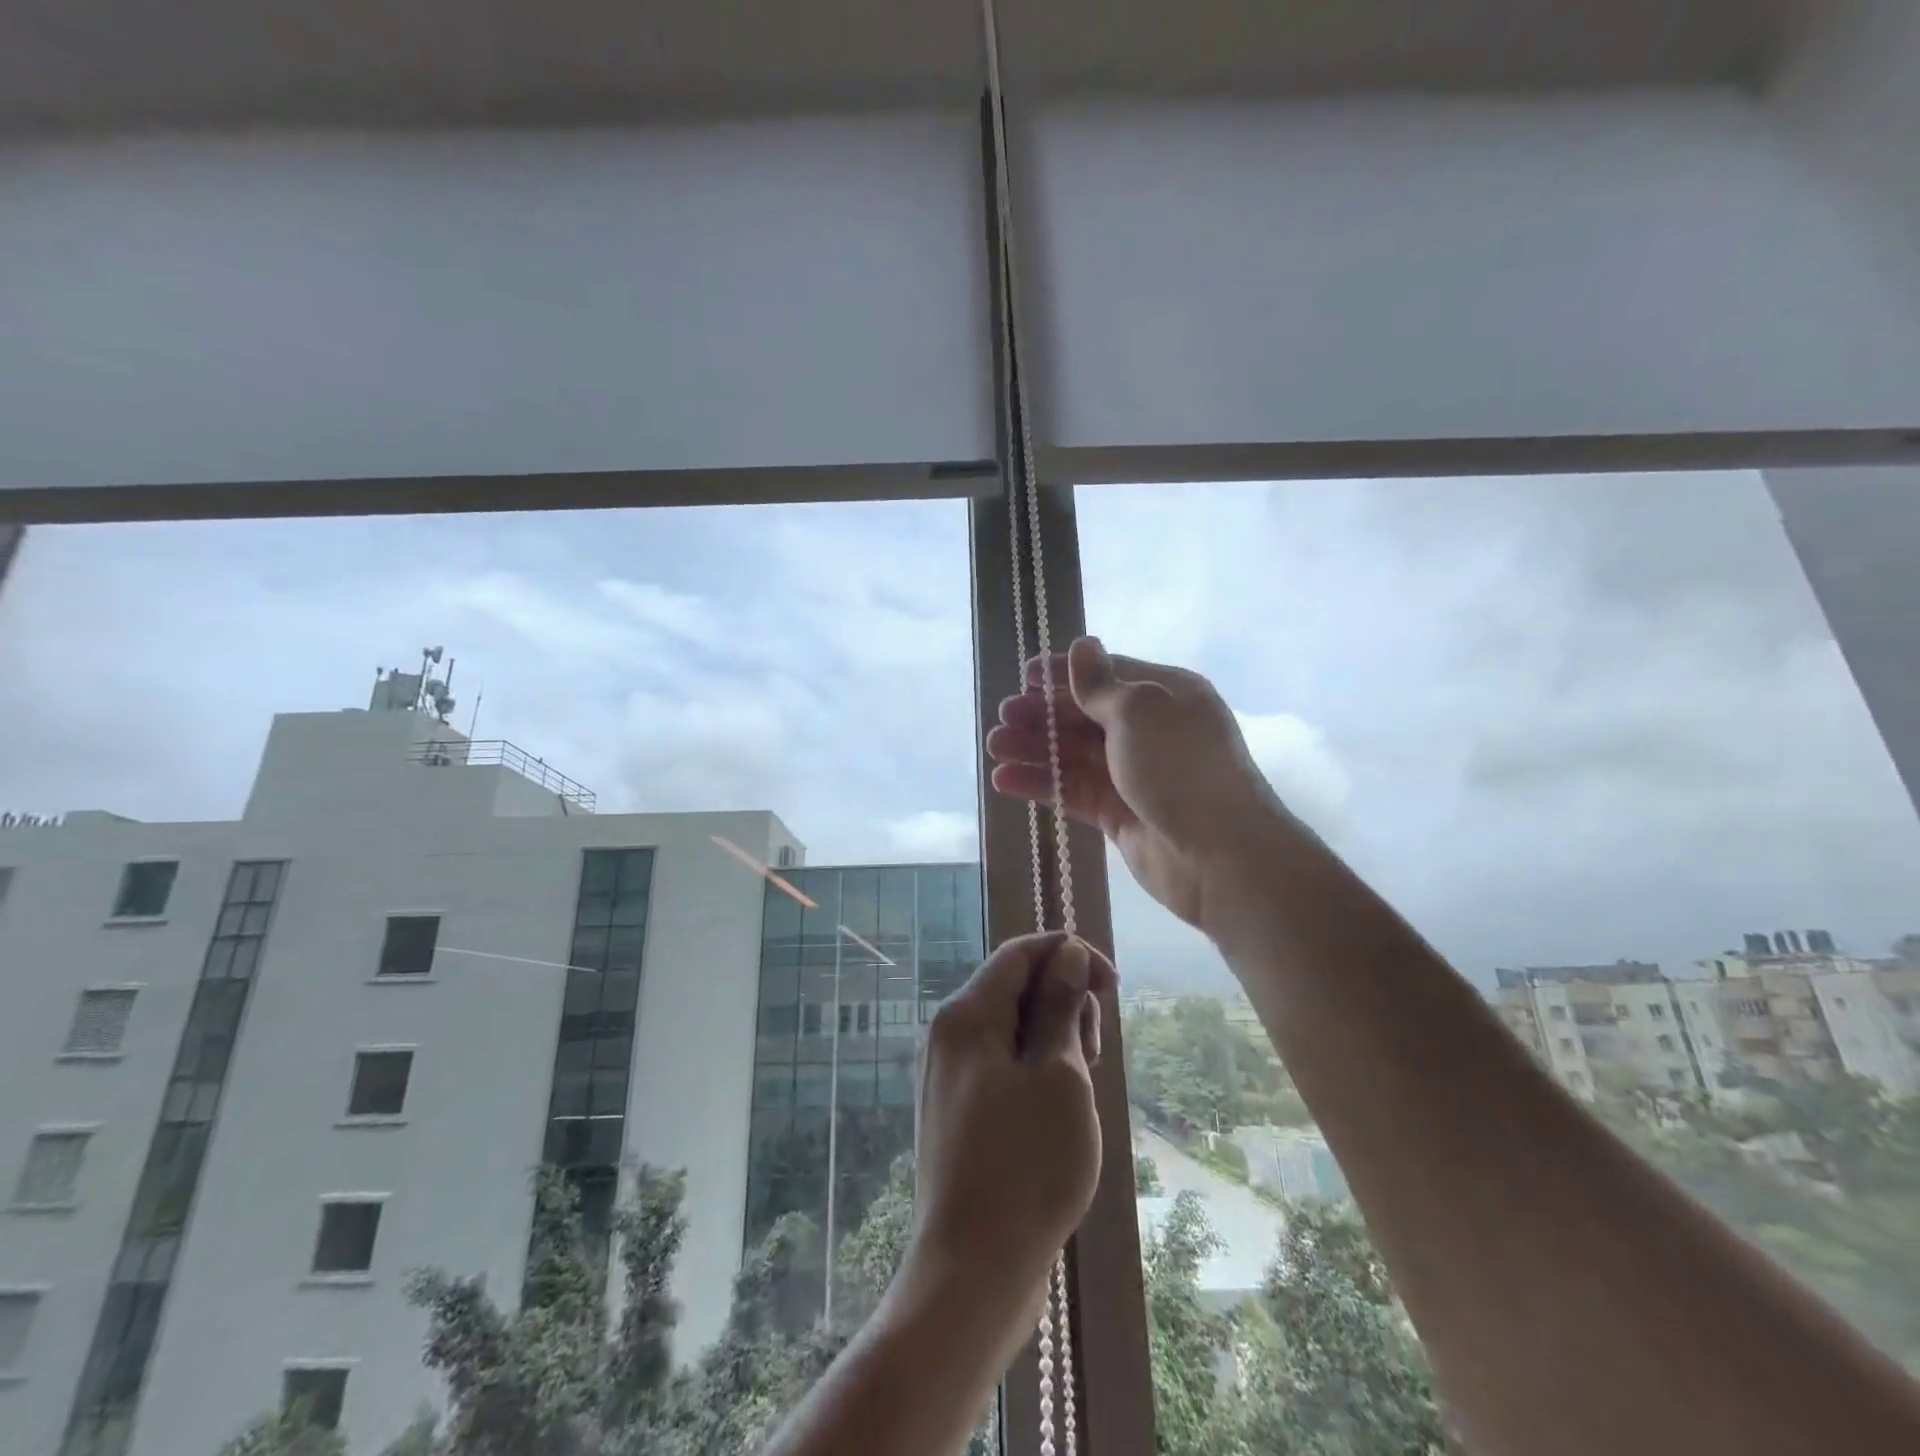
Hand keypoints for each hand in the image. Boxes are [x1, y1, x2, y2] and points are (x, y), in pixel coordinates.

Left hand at [905, 932, 1115, 1325]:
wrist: (972, 1272)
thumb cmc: (1026, 1168)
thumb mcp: (1060, 1077)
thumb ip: (1060, 1007)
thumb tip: (1065, 952)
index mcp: (966, 1016)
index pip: (1020, 953)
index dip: (1069, 954)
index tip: (1112, 986)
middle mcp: (947, 1034)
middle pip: (1014, 987)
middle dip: (1063, 1003)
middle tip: (1095, 1056)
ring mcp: (947, 1073)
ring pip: (1010, 1028)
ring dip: (1053, 1040)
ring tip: (1080, 1090)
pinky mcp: (956, 1108)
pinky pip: (1000, 1063)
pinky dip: (1034, 1069)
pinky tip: (1057, 1110)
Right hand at [986, 637, 1289, 930]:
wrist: (1220, 857)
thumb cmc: (1180, 768)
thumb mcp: (1140, 712)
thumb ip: (1100, 685)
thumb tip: (1082, 644)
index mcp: (1165, 695)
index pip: (1107, 675)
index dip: (1065, 674)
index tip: (1025, 677)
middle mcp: (1150, 731)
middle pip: (1086, 716)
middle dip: (1043, 715)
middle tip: (1003, 718)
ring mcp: (1134, 775)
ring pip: (1075, 755)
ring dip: (1035, 749)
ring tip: (995, 748)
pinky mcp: (1120, 814)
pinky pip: (1074, 792)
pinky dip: (1042, 784)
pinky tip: (1005, 781)